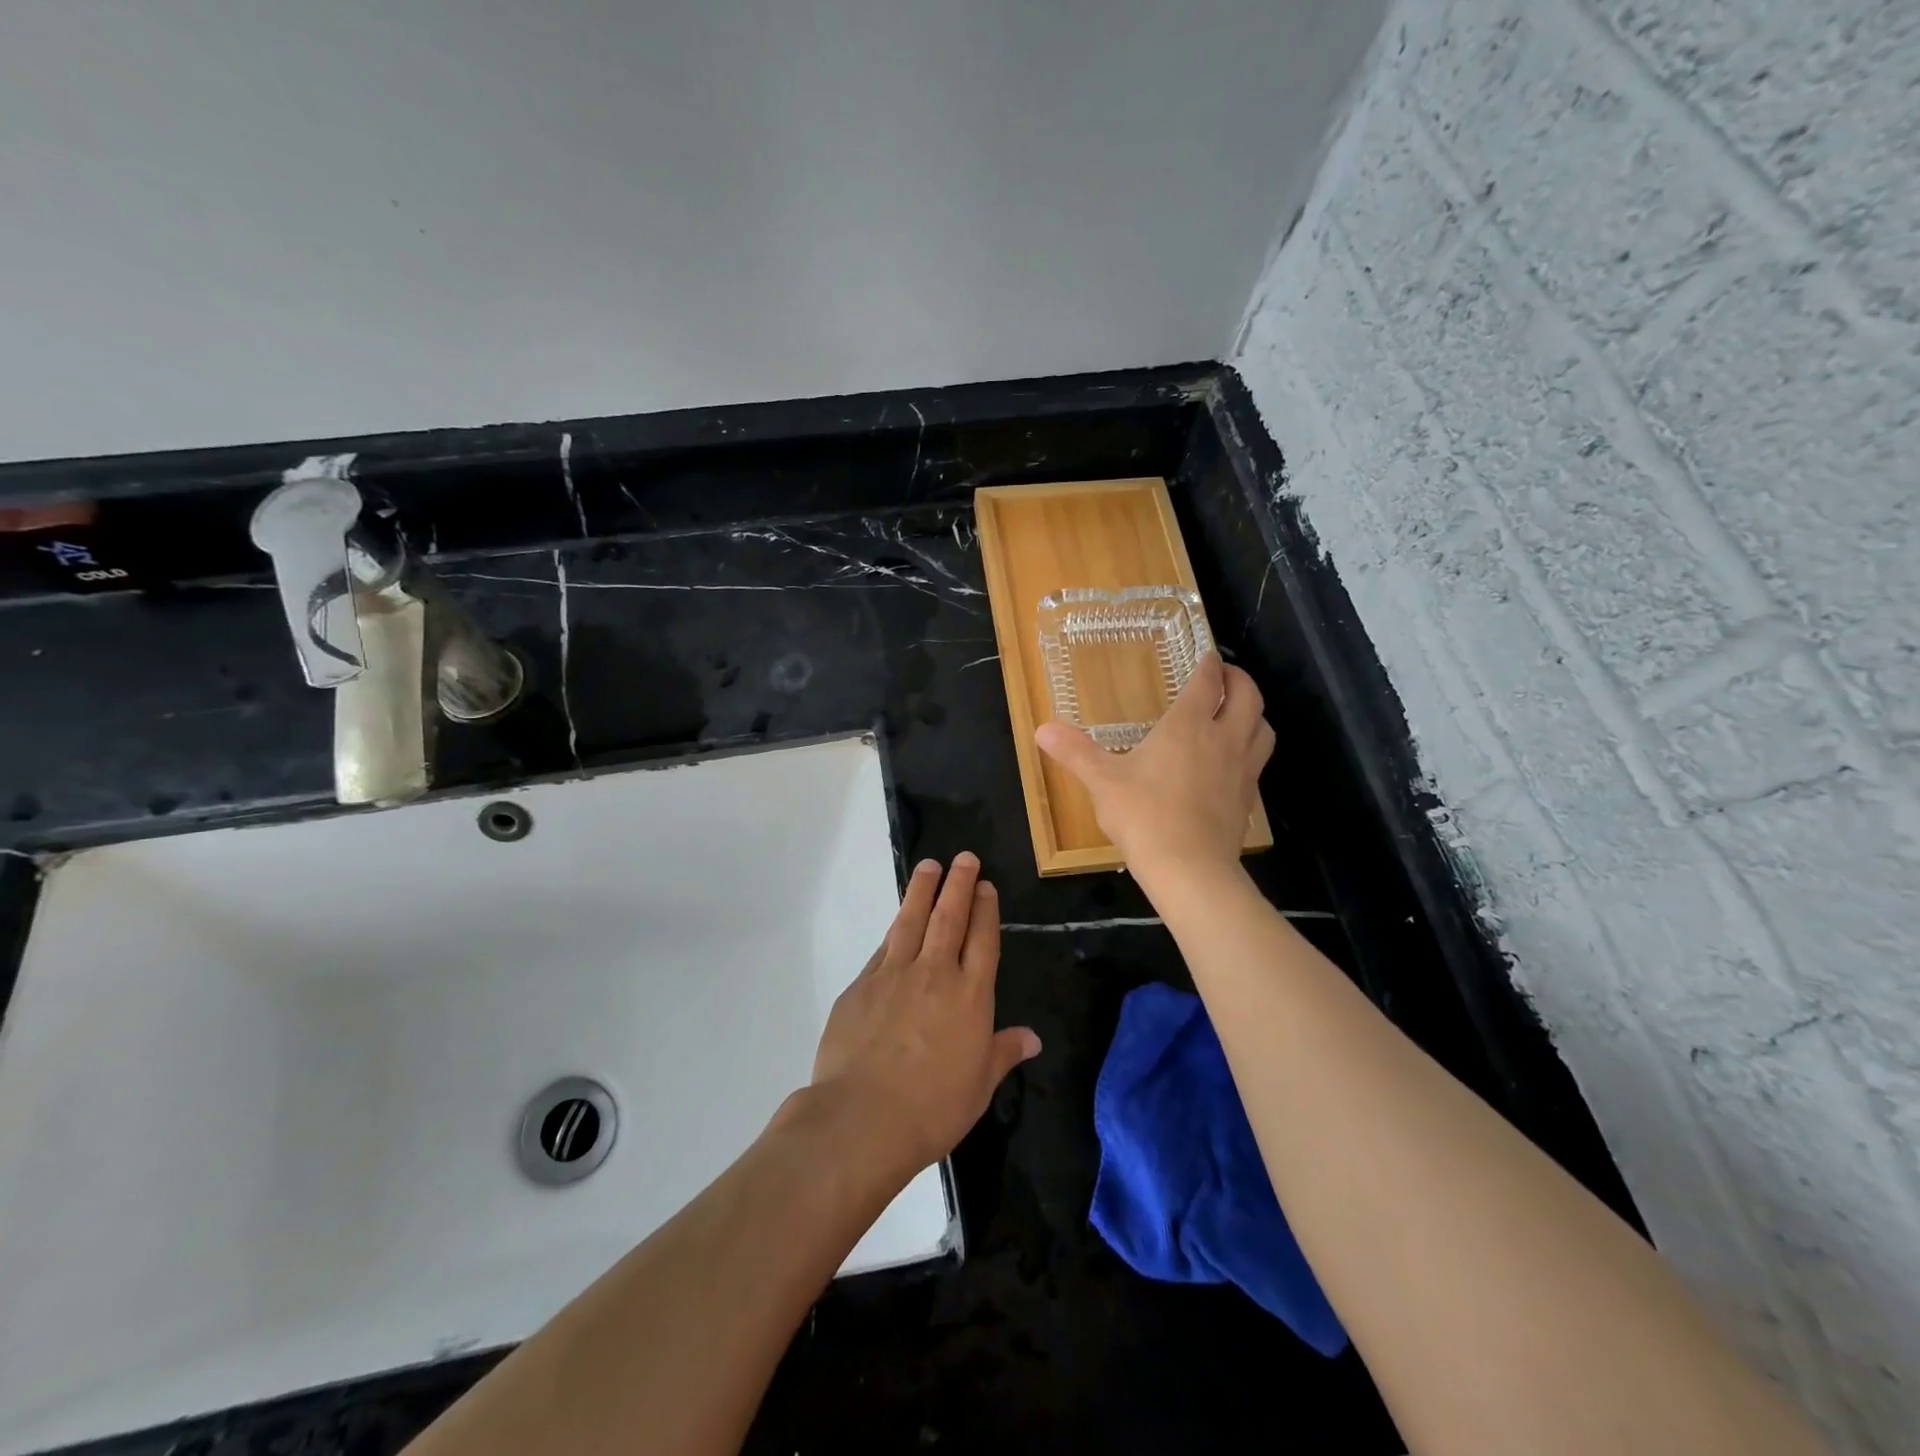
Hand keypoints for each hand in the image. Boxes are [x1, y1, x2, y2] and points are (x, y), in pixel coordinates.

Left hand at [809, 852, 1041, 1182]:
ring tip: (929, 866)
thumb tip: (1033, 1038)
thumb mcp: (979, 1086)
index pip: (982, 940)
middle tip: (964, 858)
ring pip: (911, 920)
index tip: (985, 886)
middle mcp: (934, 974)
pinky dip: (894, 930)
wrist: (862, 1119)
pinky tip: (897, 922)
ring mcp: (894, 975)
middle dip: (959, 884)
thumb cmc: (932, 1108)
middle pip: (949, 918)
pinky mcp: (861, 985)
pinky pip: (883, 948)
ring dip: (922, 891)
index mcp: (970, 996)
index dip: (985, 909)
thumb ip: (1003, 1053)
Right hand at [1035, 651, 1272, 890]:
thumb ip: (1075, 752)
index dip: (1208, 665)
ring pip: (1263, 728)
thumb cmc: (1143, 816)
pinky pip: (1258, 761)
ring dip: (1253, 712)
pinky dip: (1251, 748)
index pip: (1206, 683)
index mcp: (1187, 726)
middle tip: (1225, 675)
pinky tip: (1233, 761)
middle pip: (1248, 696)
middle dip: (1239, 679)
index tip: (1207, 656)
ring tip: (1238, 712)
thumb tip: (1042, 729)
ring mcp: (1242, 770)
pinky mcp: (1248, 798)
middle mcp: (1222, 739)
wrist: (1189, 868)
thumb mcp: (1102, 782)